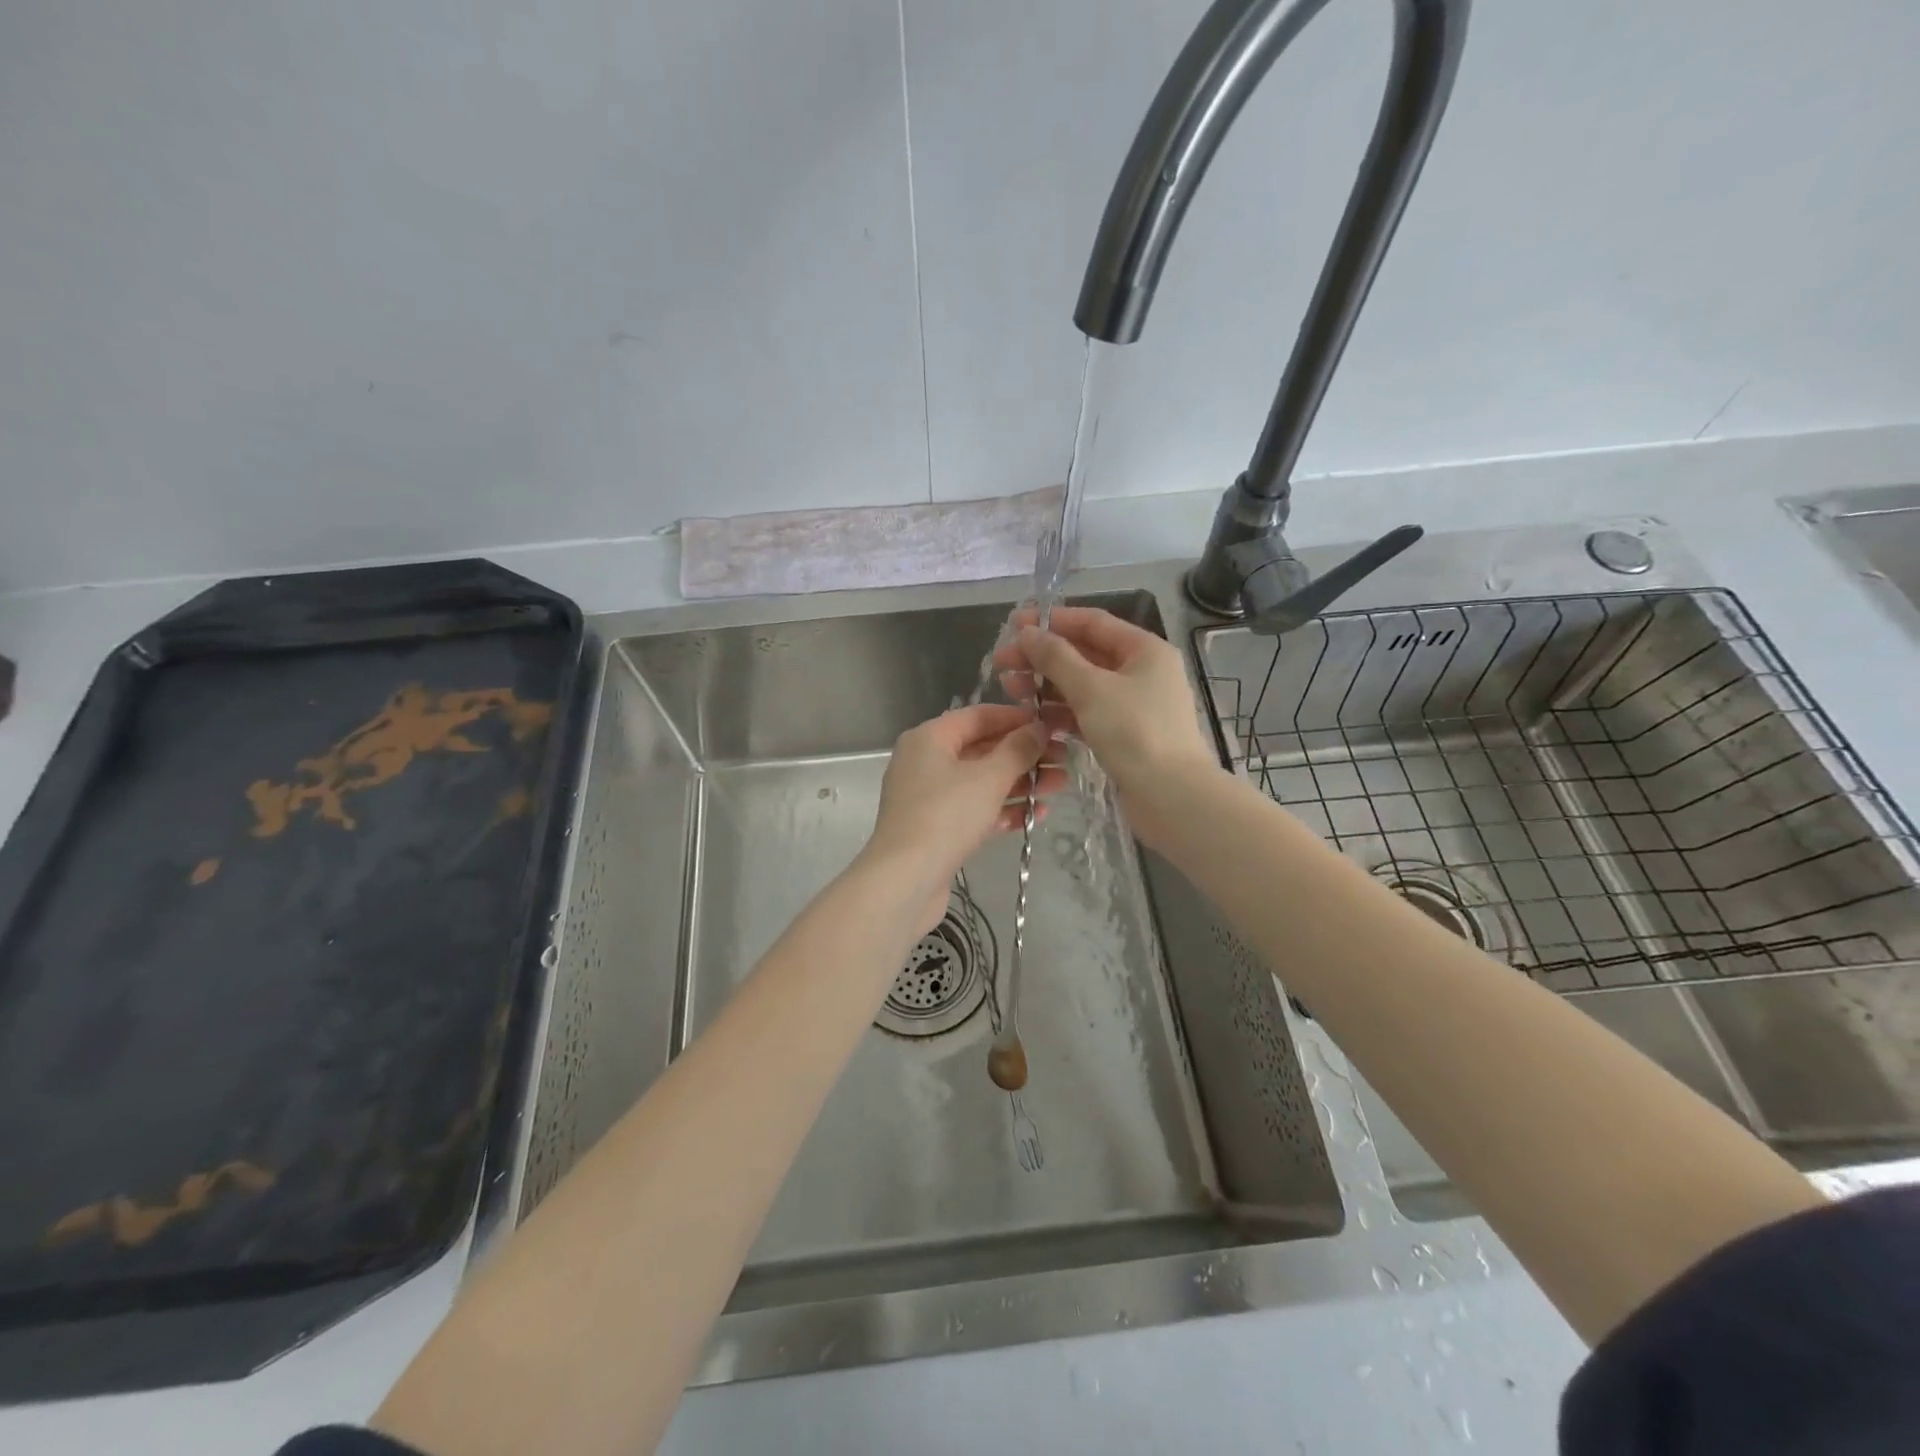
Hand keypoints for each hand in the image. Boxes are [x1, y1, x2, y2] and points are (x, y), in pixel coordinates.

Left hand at [866, 704, 1065, 931]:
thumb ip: (1018, 749)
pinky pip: (974, 809)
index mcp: (929, 738)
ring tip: (1059, 787)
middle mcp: (925, 762)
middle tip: (1064, 760)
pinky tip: (1035, 816)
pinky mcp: (936, 828)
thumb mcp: (989, 778)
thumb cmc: (946, 816)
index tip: (1053, 725)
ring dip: (1020, 782)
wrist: (906, 880)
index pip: (979, 716)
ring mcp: (929, 797)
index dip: (1017, 718)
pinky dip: (1003, 809)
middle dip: (1024, 755)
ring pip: (981, 781)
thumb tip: (1039, 727)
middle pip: (982, 749)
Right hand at [995, 607, 1220, 848]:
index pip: (1092, 623)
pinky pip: (1087, 713)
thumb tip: (1028, 632)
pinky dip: (1061, 713)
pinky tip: (1033, 718)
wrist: (1171, 797)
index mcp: (1144, 650)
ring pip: (1083, 686)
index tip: (1014, 625)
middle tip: (1003, 663)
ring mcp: (1133, 705)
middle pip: (1084, 655)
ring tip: (1011, 690)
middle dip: (1042, 657)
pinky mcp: (1124, 735)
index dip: (1052, 621)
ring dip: (1047, 685)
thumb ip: (1056, 657)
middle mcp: (1142, 672)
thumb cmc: (1134, 732)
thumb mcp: (1091, 689)